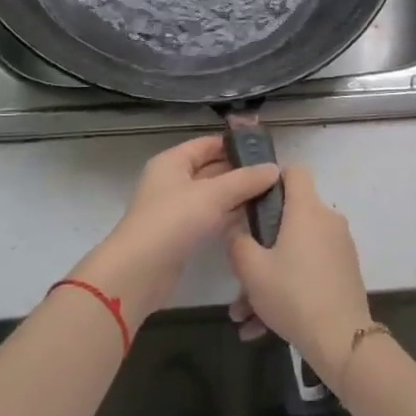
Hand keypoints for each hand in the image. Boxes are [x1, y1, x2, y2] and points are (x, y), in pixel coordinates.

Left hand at [71, 135, 279, 328]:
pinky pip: (210, 217)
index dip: (235, 145)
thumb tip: (274, 168)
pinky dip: (229, 216)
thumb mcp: (212, 195)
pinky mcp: (182, 234)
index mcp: (172, 162)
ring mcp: (176, 209)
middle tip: (276, 176)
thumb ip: (245, 180)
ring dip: (238, 195)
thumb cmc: (173, 221)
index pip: (208, 144)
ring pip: (213, 196)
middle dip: (241, 172)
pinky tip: (253, 219)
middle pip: (211, 169)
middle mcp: (173, 181)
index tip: (266, 151)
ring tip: (272, 195)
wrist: (139, 271)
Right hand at [226, 165, 371, 390]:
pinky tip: (261, 328)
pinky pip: (309, 271)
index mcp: (306, 210)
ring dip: (268, 277)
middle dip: (261, 245)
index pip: (295, 171)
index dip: (273, 178)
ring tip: (243, 315)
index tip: (253, 199)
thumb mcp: (251, 270)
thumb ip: (237, 242)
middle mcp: (327, 221)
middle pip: (290, 219)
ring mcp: (339, 247)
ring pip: (295, 252)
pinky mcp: (344, 272)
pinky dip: (287, 289)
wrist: (342, 340)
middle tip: (240, 272)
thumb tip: (236, 228)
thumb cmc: (293, 294)